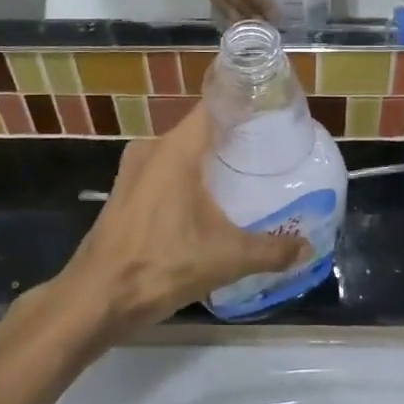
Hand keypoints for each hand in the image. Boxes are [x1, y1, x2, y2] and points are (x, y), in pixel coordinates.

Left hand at [54, 104, 311, 336]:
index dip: (243, 104)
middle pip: (200, 129)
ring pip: (180, 153)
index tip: (272, 112)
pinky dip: (188, 178)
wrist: (95, 299)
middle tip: (269, 149)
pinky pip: (164, 172)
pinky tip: (209, 202)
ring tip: (245, 173)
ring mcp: (133, 170)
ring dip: (208, 161)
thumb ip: (271, 251)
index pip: (214, 105)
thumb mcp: (225, 258)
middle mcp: (152, 148)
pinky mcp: (125, 193)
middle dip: (233, 137)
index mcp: (176, 149)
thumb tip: (308, 248)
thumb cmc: (161, 265)